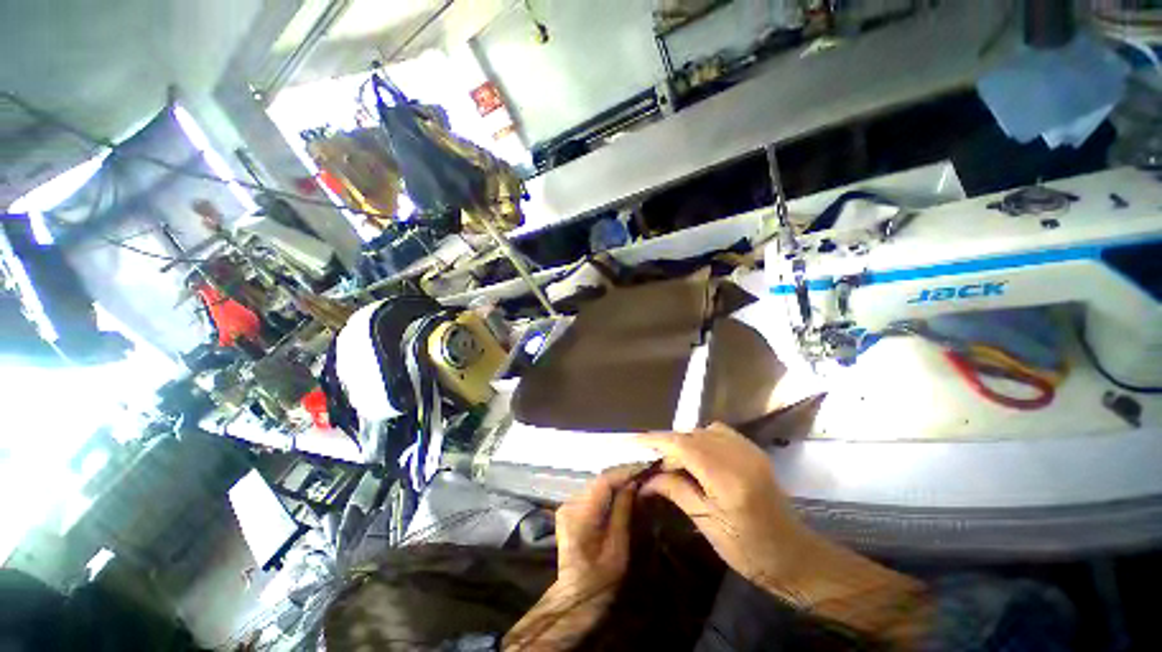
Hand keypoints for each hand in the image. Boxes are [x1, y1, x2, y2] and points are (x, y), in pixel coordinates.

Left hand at [504, 465, 637, 650]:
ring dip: (615, 482)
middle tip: (644, 475)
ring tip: (636, 482)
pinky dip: (607, 491)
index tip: (645, 468)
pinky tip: (621, 494)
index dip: (625, 472)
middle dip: (622, 476)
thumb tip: (632, 484)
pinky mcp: (569, 510)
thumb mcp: (617, 550)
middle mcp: (570, 503)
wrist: (573, 598)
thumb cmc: (599, 581)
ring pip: (596, 485)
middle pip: (599, 480)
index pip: (604, 481)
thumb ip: (623, 512)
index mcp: (580, 515)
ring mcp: (567, 505)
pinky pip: (592, 493)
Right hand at [635, 423, 808, 587]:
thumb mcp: (708, 525)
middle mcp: (739, 456)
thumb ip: (676, 492)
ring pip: (703, 431)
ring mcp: (749, 450)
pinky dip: (700, 438)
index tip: (634, 442)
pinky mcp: (753, 450)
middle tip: (651, 461)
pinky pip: (718, 432)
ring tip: (672, 461)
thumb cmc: (750, 551)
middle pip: (691, 435)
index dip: (656, 440)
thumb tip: (646, 480)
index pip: (683, 446)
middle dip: (667, 443)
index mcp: (728, 479)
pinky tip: (696, 456)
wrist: (795, 556)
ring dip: (683, 441)